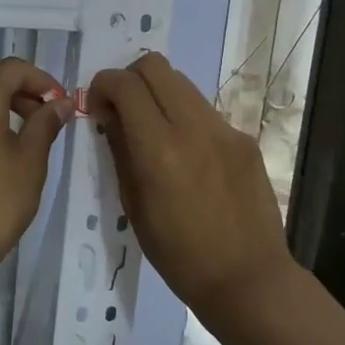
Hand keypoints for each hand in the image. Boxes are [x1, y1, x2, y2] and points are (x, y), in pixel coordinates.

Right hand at [89, 53, 293, 311]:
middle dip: (130, 78)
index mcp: (160, 149)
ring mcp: (225, 129)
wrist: (248, 279)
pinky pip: (205, 111)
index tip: (96, 107)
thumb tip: (108, 115)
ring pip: (182, 83)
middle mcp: (194, 127)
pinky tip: (188, 156)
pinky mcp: (244, 139)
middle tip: (122, 109)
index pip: (125, 84)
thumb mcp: (134, 206)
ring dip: (158, 94)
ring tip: (154, 131)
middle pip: (155, 65)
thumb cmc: (180, 256)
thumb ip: (120, 151)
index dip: (102, 85)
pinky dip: (185, 118)